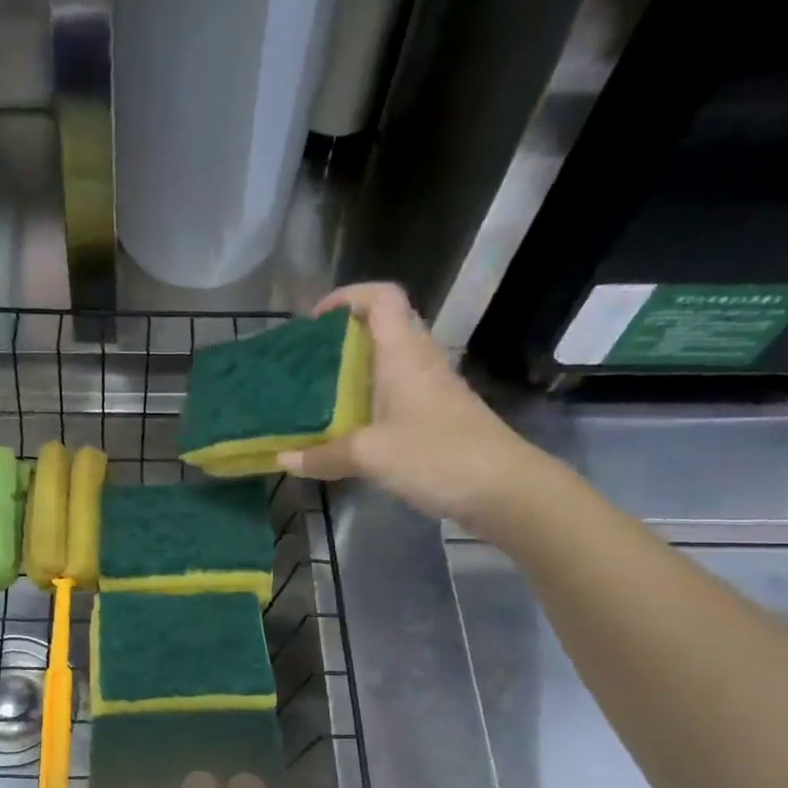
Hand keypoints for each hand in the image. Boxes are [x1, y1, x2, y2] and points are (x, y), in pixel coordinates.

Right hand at [278, 281, 550, 528]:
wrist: (505, 489)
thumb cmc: (437, 456)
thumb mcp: (370, 455)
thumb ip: (324, 454)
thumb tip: (283, 457)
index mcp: (404, 354)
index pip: (382, 298)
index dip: (348, 297)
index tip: (315, 321)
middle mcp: (419, 362)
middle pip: (384, 328)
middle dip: (344, 338)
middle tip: (308, 362)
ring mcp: (432, 390)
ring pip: (390, 364)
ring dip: (356, 372)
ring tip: (318, 395)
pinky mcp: (438, 418)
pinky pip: (396, 395)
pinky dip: (370, 402)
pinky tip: (349, 429)